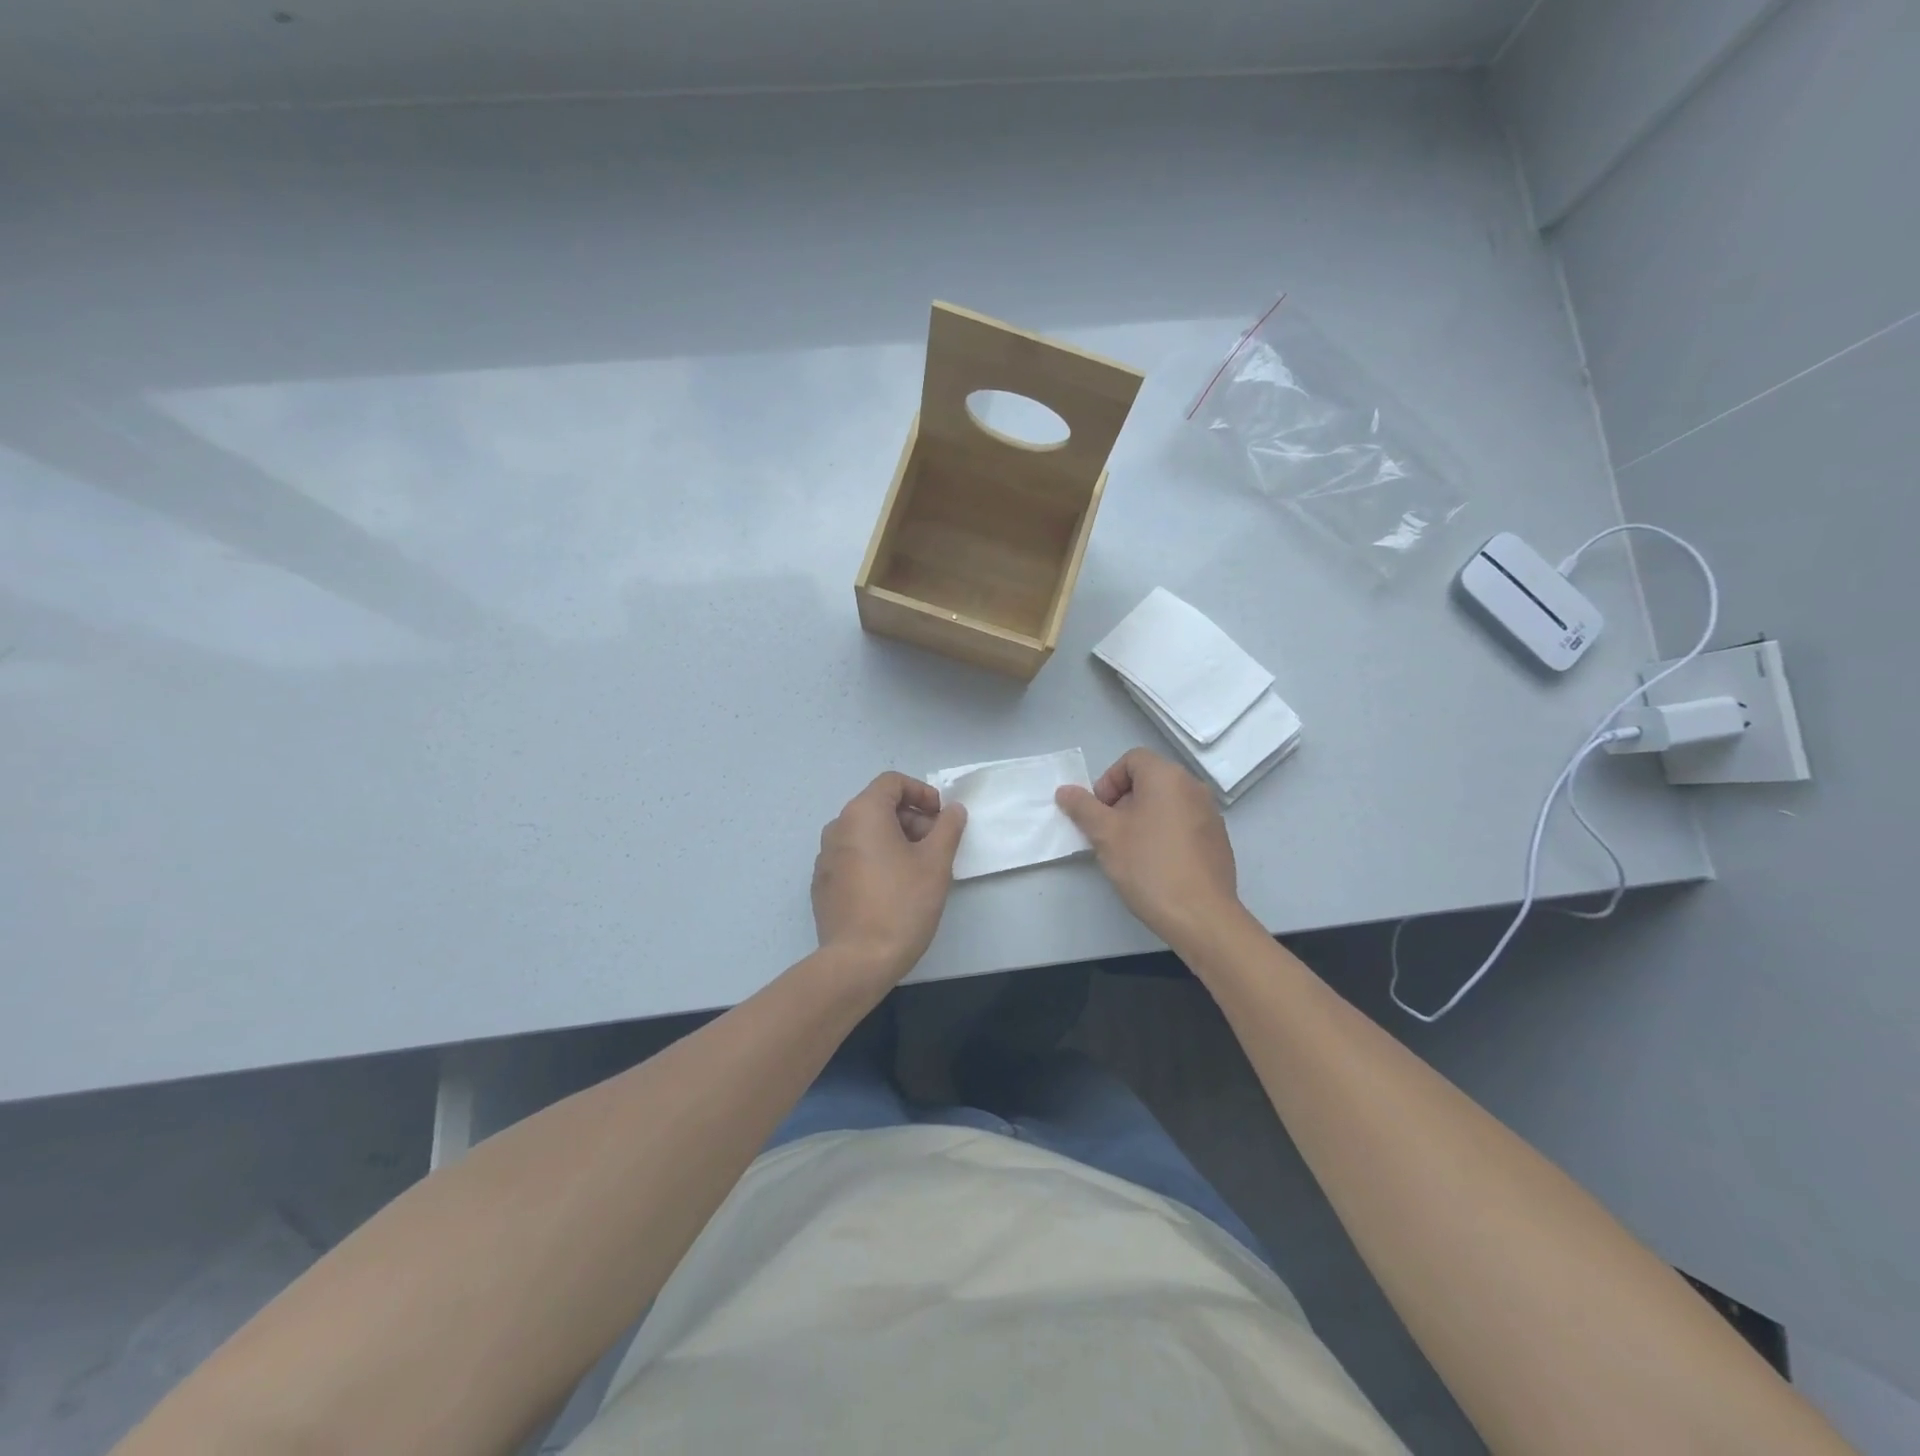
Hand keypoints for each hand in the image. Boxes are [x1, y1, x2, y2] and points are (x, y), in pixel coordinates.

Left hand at [812, 772, 967, 984]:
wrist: (858, 961)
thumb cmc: (901, 904)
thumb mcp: (936, 863)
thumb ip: (948, 828)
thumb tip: (953, 810)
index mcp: (862, 814)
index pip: (892, 782)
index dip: (922, 792)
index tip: (941, 817)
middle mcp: (837, 828)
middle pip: (879, 807)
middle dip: (912, 819)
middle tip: (936, 847)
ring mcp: (826, 857)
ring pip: (866, 834)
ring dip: (896, 840)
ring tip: (919, 870)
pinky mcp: (823, 884)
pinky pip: (854, 857)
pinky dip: (876, 860)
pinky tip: (894, 889)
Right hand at [1055, 748, 1241, 946]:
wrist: (1200, 915)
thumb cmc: (1148, 866)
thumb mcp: (1105, 835)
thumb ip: (1083, 807)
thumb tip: (1065, 791)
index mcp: (1167, 777)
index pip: (1131, 760)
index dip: (1108, 782)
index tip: (1099, 813)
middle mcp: (1193, 787)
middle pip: (1149, 780)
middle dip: (1123, 801)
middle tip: (1109, 834)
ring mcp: (1210, 814)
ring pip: (1166, 804)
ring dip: (1143, 818)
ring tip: (1130, 852)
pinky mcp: (1218, 840)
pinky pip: (1183, 824)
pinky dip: (1164, 833)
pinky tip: (1156, 865)